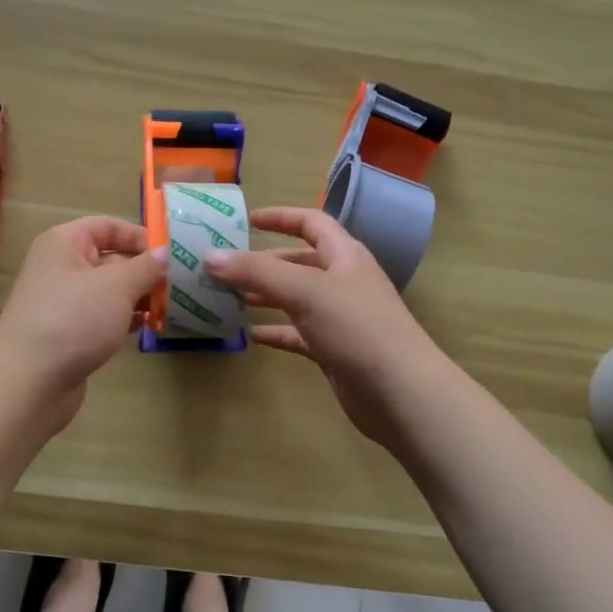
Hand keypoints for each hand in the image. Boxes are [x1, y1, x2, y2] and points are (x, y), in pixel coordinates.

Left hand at [0, 217, 167, 427]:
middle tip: (179, 283)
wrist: (28, 382)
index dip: (139, 235)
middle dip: (143, 270)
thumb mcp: (117, 286)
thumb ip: (145, 267)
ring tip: (169, 305)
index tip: (170, 253)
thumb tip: (164, 252)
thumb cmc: (73, 319)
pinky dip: (125, 319)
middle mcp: (60, 267)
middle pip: (110, 258)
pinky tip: (148, 327)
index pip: (106, 226)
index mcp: (64, 244)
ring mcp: (63, 302)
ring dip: (138, 296)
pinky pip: (103, 316)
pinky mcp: (69, 333)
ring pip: (109, 290)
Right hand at [204, 207, 448, 450]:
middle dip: (263, 263)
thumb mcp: (306, 291)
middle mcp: (343, 282)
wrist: (401, 394)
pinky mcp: (334, 351)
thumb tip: (210, 256)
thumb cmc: (358, 328)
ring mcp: (340, 318)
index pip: (311, 223)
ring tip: (227, 298)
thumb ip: (257, 272)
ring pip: (295, 299)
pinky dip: (275, 331)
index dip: (281, 217)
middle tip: (224, 268)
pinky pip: (298, 334)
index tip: (246, 220)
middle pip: (299, 262)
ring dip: (264, 296)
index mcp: (345, 256)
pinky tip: (249, 336)